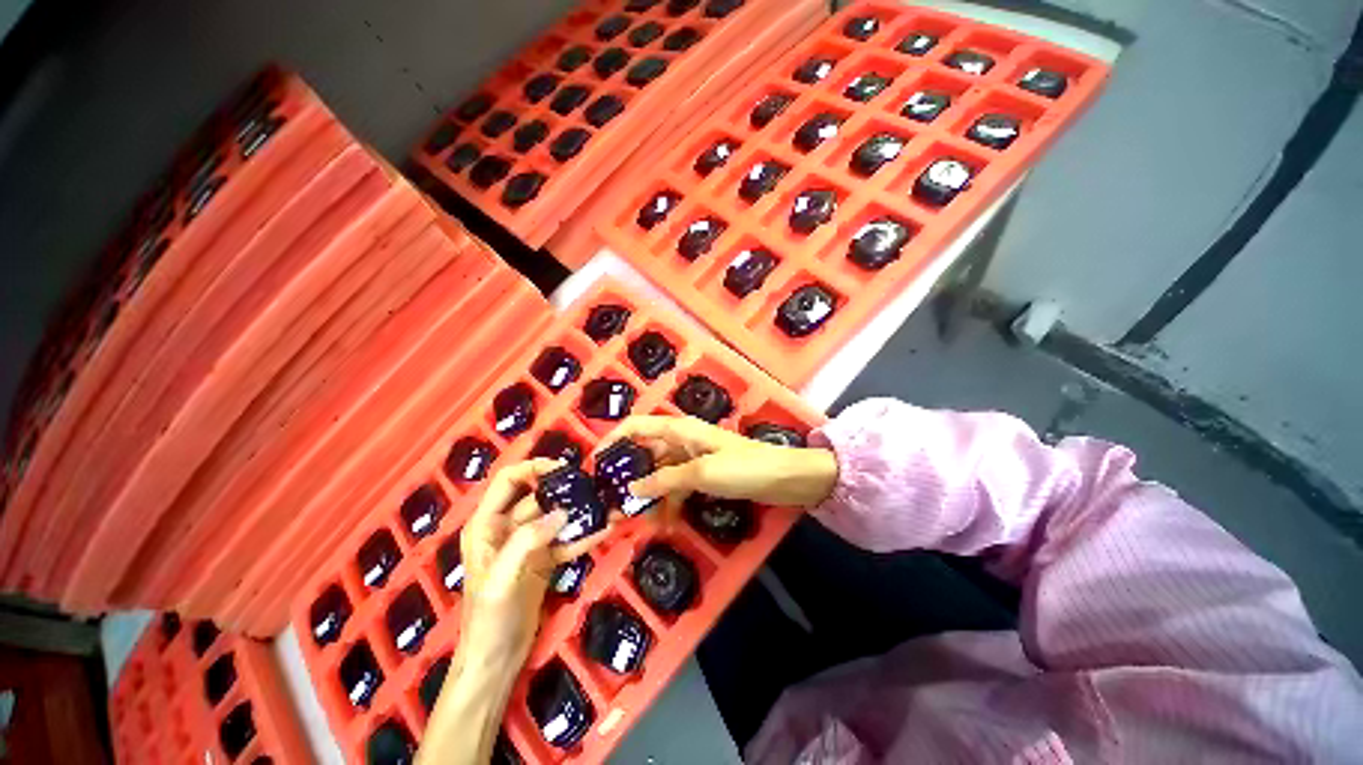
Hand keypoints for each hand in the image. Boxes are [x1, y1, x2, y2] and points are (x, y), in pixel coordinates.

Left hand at [457, 459, 608, 672]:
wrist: (497, 660)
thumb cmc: (488, 619)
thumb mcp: (502, 579)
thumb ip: (527, 542)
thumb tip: (562, 513)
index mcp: (486, 524)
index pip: (508, 480)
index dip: (533, 467)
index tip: (564, 468)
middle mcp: (507, 527)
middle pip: (538, 496)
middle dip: (564, 489)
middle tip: (593, 485)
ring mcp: (528, 543)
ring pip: (555, 516)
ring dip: (578, 511)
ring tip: (605, 505)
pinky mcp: (544, 558)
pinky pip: (565, 539)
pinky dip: (582, 535)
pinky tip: (603, 530)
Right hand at [603, 416, 837, 520]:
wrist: (784, 478)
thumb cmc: (743, 467)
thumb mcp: (701, 473)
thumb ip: (665, 479)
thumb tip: (633, 487)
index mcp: (678, 429)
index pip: (636, 427)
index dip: (613, 440)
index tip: (595, 464)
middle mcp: (681, 440)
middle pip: (645, 453)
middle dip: (628, 475)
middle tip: (611, 503)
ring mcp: (692, 458)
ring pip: (660, 473)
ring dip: (648, 494)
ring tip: (634, 521)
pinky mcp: (702, 474)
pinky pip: (677, 486)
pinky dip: (669, 502)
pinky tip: (664, 523)